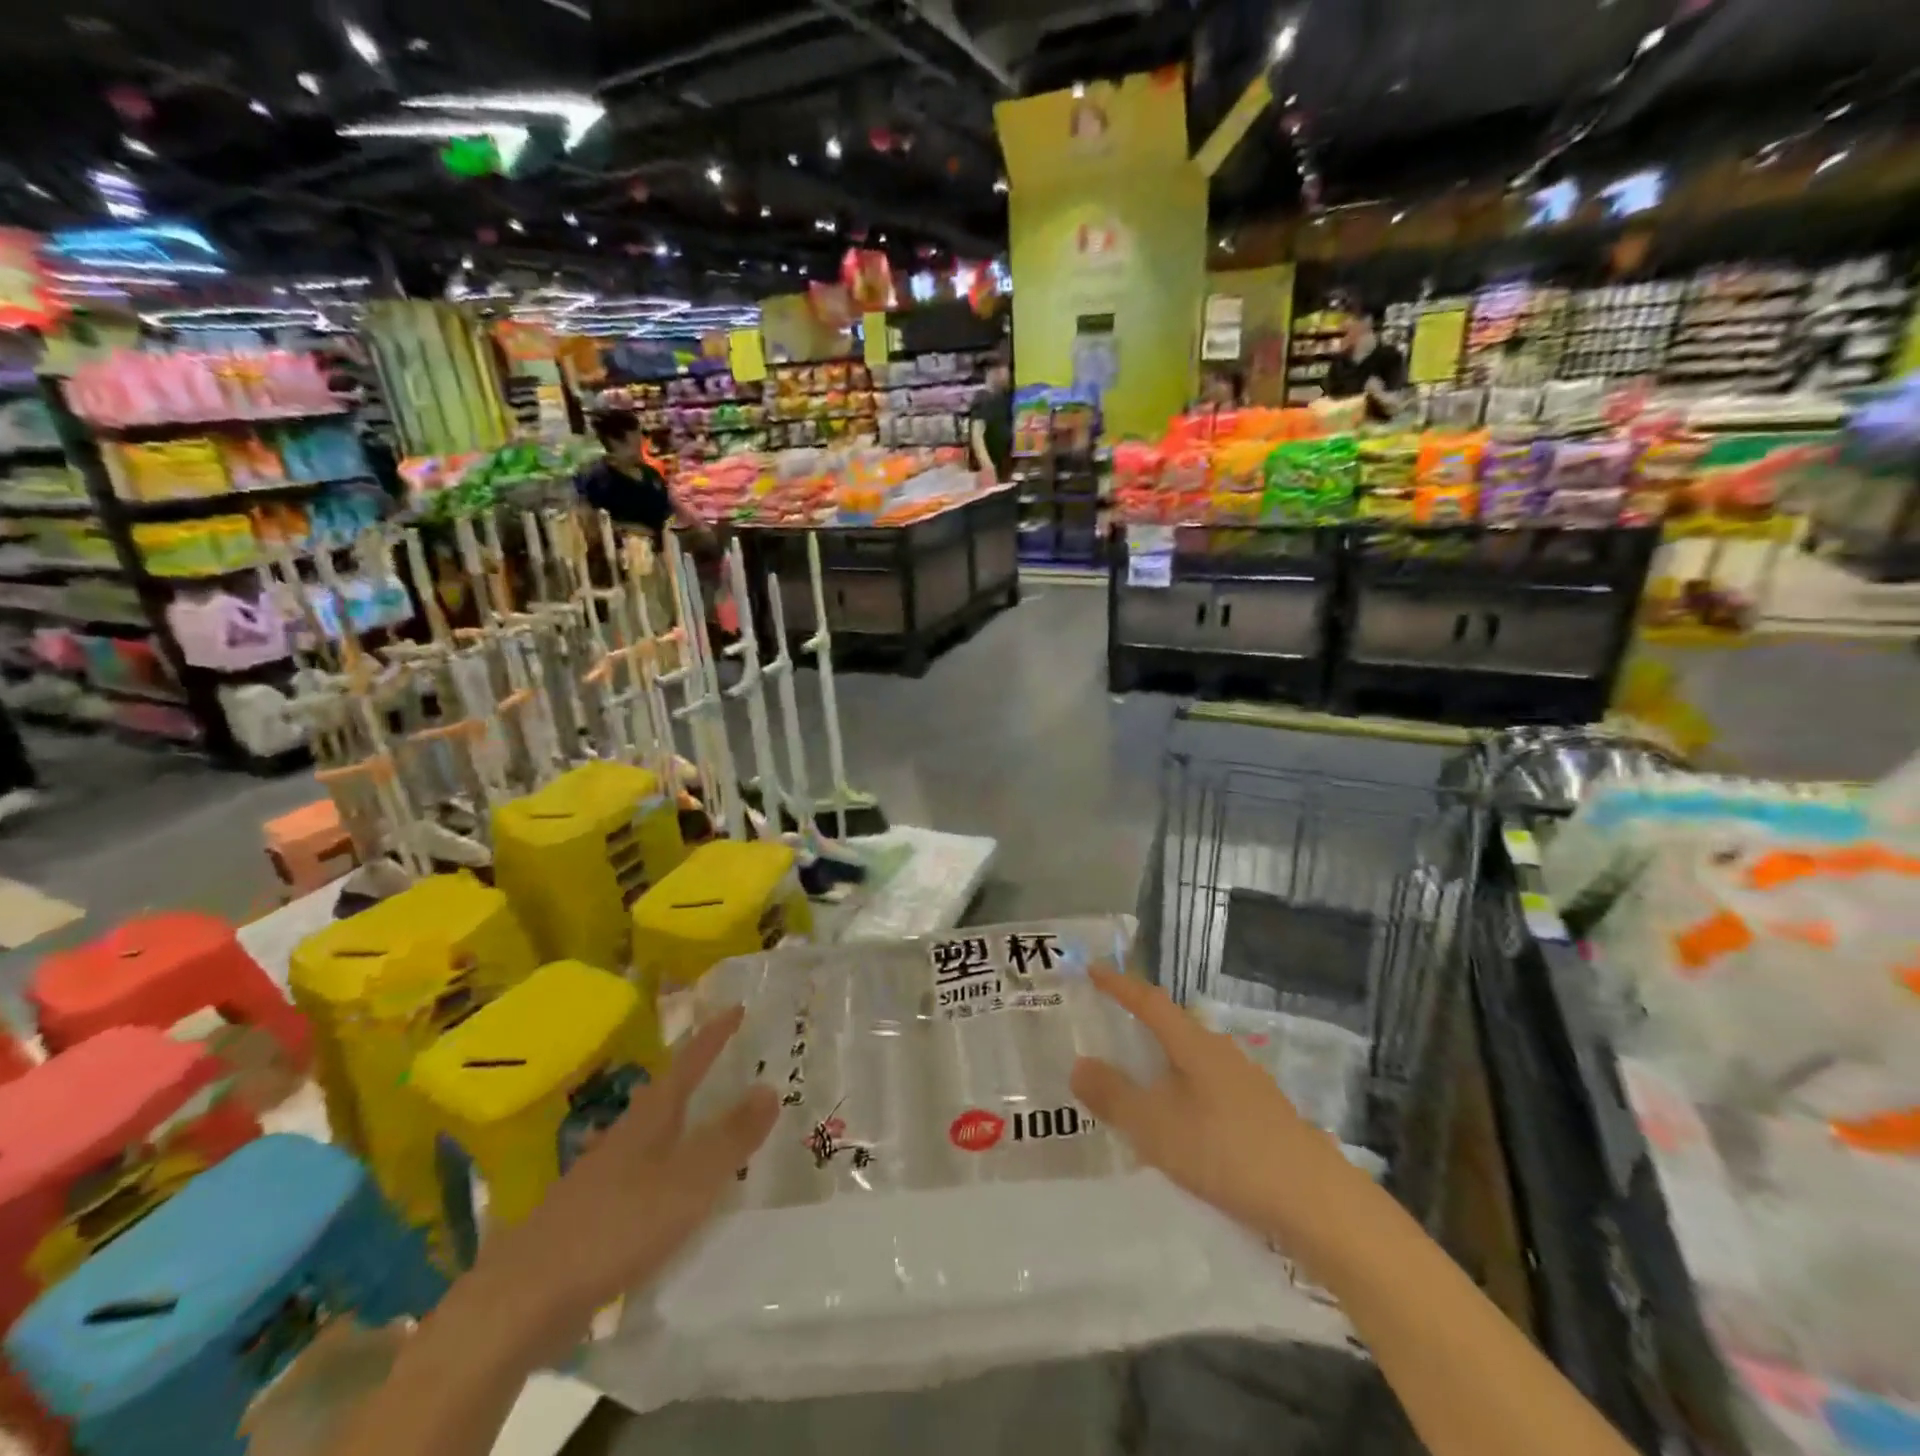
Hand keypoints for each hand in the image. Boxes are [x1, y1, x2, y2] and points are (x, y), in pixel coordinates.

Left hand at [464, 1007, 777, 1359]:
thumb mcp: (687, 1183)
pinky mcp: (587, 1216)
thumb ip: (730, 1138)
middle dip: (694, 1074)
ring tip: (700, 1119)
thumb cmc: (614, 1229)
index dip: (713, 1037)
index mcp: (649, 1120)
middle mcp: (623, 1138)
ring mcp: (599, 1177)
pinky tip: (663, 1191)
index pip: (688, 1064)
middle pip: (664, 1095)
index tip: (737, 1008)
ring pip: (648, 1135)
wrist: (520, 1302)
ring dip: (677, 1121)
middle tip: (724, 1060)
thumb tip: (769, 1087)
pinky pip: (637, 1174)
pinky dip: (660, 1167)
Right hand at [1070, 968, 1356, 1247]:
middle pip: (1172, 1027)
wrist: (1315, 1201)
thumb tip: (1079, 1064)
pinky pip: (1206, 1087)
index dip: (1119, 984)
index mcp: (1194, 1044)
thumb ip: (1113, 1095)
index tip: (1093, 969)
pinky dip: (1181, 1092)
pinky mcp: (1260, 1114)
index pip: (1149, 1001)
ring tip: (1135, 1081)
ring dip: (1161, 1063)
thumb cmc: (1227, 1152)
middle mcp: (1220, 1052)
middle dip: (1139, 1024)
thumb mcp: (1156, 1127)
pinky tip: (1178, 1123)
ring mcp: (1245, 1083)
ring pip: (1191, 1060)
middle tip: (1107, 1029)